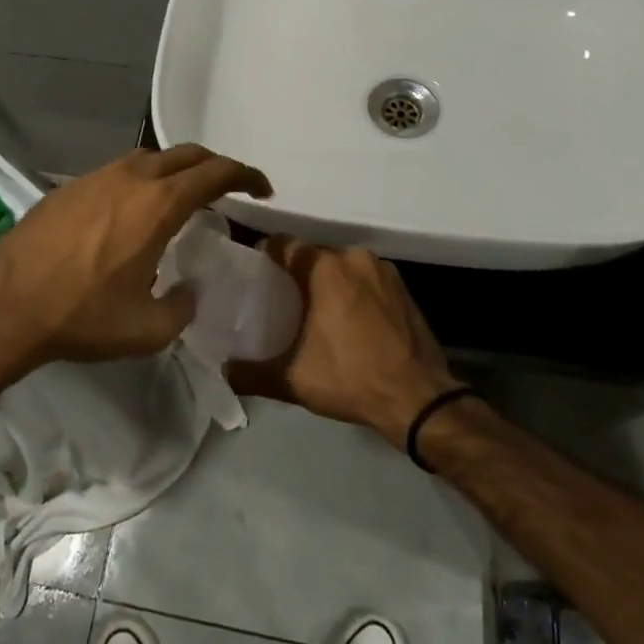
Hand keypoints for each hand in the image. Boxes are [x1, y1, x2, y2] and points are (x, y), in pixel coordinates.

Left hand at [0, 145, 270, 375]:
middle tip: (228, 188)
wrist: (5, 304)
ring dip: (175, 170)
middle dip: (214, 166)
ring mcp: (97, 177)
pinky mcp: (70, 187)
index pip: (216, 173)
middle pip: (186, 155)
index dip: (246, 176)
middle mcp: (132, 178)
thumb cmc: (82, 315)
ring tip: (181, 197)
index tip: (261, 189)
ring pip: (150, 158)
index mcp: (159, 204)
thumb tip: (186, 291)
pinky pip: (119, 172)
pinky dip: (141, 180)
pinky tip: (131, 211)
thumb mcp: (147, 329)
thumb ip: (181, 307)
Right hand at [234, 237, 458, 446]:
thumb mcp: (293, 380)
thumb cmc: (351, 379)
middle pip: (315, 255)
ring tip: (315, 310)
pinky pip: (367, 279)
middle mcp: (354, 258)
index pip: (285, 245)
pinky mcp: (404, 287)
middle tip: (282, 298)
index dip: (267, 256)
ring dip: (329, 282)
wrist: (419, 399)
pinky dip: (354, 291)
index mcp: (325, 268)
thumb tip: (224, 371)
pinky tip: (349, 319)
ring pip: (343, 266)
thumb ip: (252, 373)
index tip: (256, 274)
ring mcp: (384, 270)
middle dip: (298, 273)